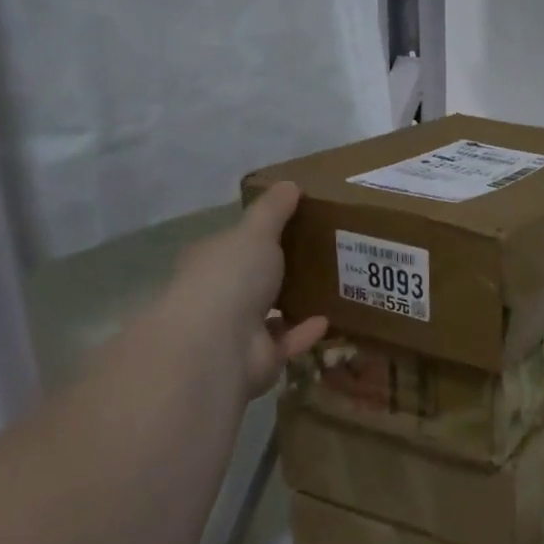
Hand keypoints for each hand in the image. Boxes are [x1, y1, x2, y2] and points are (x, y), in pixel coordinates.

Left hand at [156, 182, 327, 403]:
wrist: (218, 344)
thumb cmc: (231, 277)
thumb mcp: (256, 232)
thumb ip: (274, 211)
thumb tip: (290, 184)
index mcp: (212, 260)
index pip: (234, 244)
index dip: (259, 235)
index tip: (294, 225)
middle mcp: (220, 295)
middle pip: (253, 280)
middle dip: (280, 271)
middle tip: (322, 256)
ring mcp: (237, 330)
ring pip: (270, 314)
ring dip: (294, 304)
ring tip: (331, 288)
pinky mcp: (258, 359)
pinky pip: (287, 342)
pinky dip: (306, 332)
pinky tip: (330, 319)